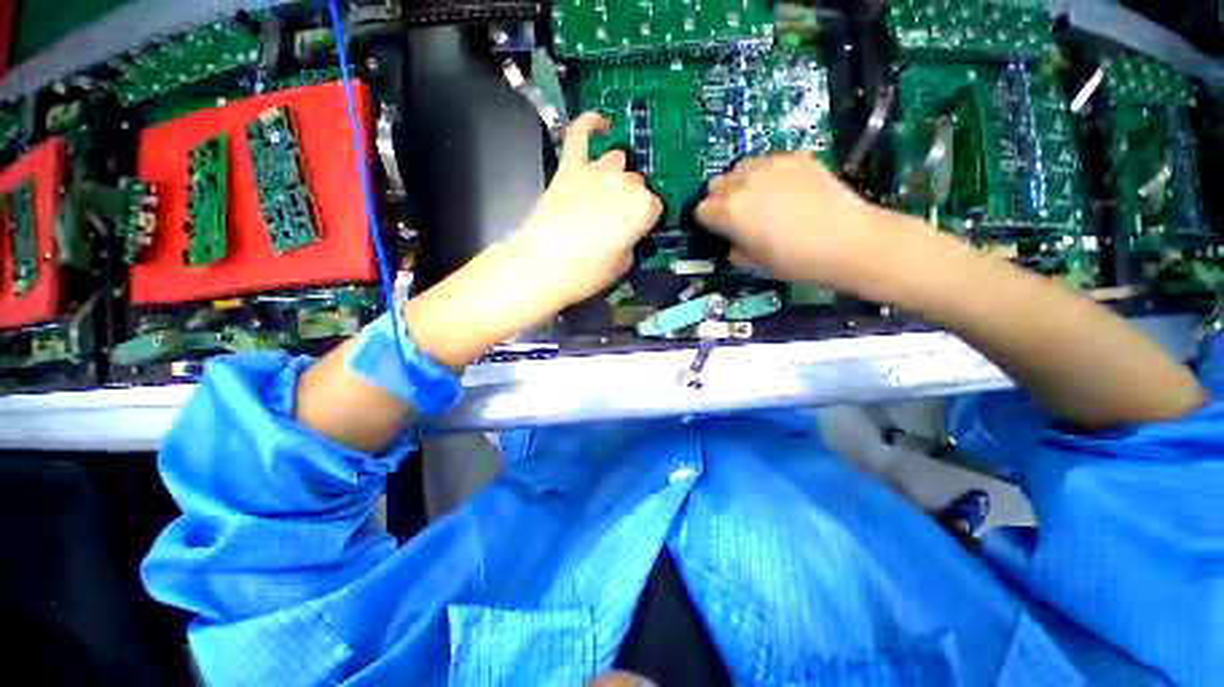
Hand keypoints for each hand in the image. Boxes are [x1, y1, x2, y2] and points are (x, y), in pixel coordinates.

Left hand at [506, 112, 662, 311]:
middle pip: (636, 183)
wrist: (544, 265)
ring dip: (615, 174)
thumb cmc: (588, 272)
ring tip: (605, 192)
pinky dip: (590, 124)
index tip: (637, 230)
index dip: (645, 220)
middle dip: (630, 200)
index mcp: (643, 207)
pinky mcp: (569, 167)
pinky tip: (599, 123)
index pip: (655, 206)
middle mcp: (625, 182)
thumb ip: (631, 240)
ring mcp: (596, 170)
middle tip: (617, 220)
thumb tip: (627, 232)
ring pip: (617, 160)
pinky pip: (580, 133)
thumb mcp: (623, 264)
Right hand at [696, 153, 897, 291]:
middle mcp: (743, 183)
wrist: (848, 240)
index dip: (709, 222)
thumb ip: (737, 249)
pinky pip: (769, 161)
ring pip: (741, 167)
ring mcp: (770, 165)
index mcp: (729, 212)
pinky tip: (786, 189)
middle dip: (721, 199)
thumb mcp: (756, 263)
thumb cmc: (795, 260)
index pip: (701, 210)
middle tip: (738, 215)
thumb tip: (736, 243)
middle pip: (716, 184)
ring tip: (760, 197)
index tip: (720, 231)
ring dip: (741, 182)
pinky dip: (769, 173)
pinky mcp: (795, 157)